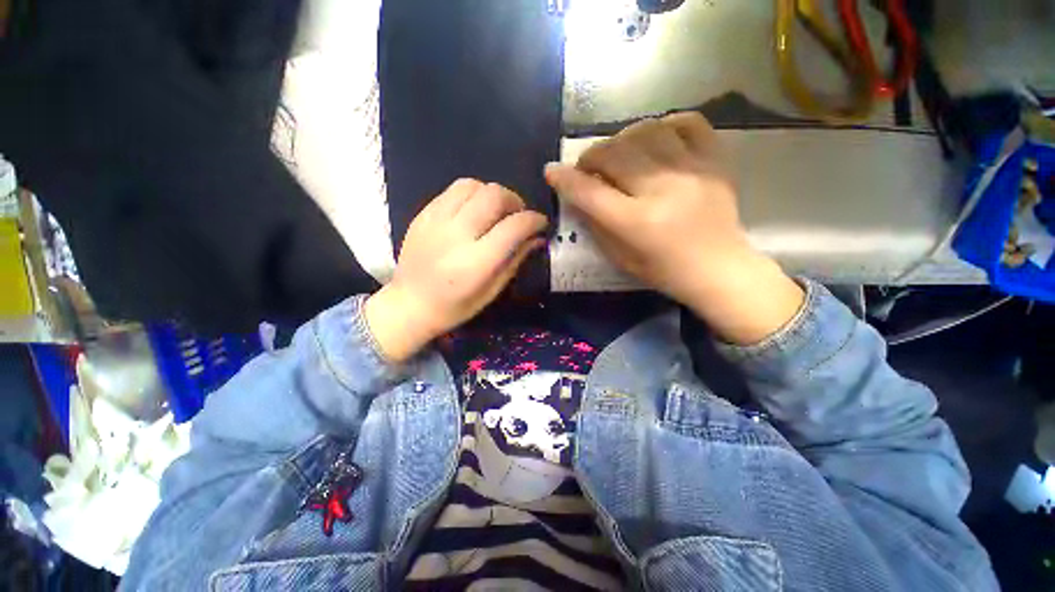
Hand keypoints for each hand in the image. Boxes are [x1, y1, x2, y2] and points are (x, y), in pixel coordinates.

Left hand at [365, 179, 547, 361]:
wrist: (408, 304)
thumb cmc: (454, 307)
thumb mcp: (492, 292)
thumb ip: (515, 260)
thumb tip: (537, 238)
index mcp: (476, 262)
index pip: (514, 226)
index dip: (534, 220)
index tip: (541, 223)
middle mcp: (456, 235)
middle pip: (494, 196)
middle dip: (514, 201)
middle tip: (517, 215)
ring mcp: (436, 221)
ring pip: (472, 185)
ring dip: (492, 193)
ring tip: (495, 211)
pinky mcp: (423, 214)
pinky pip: (453, 190)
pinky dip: (472, 195)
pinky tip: (474, 211)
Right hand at [544, 112, 803, 344]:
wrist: (718, 268)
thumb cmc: (663, 270)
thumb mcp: (619, 257)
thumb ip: (595, 223)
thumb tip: (575, 193)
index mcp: (637, 223)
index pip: (590, 193)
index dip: (565, 179)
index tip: (552, 171)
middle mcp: (663, 190)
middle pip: (614, 154)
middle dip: (591, 157)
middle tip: (588, 168)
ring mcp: (692, 170)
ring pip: (645, 131)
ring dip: (621, 139)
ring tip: (618, 153)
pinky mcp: (715, 160)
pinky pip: (687, 122)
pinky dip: (664, 125)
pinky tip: (654, 140)